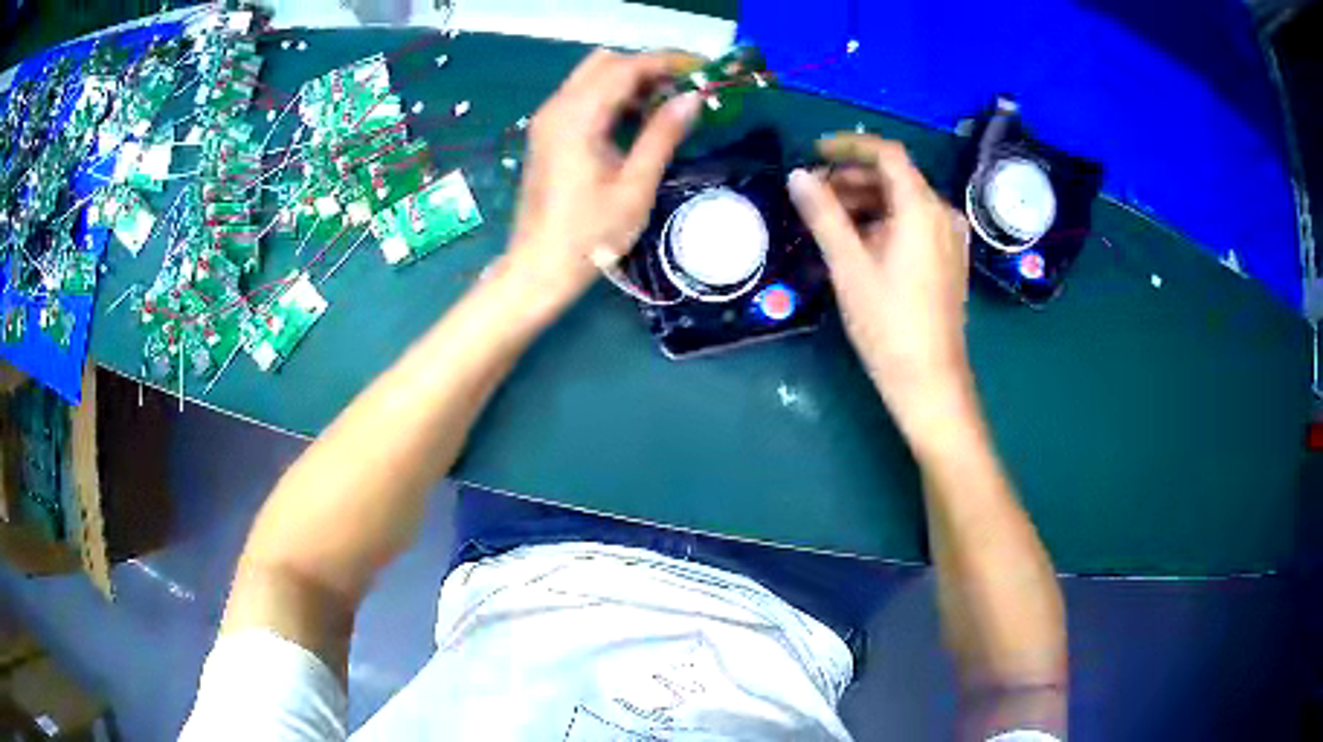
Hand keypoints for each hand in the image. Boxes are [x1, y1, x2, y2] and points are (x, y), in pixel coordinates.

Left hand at [501, 49, 702, 317]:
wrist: (538, 267)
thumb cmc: (589, 236)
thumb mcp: (635, 187)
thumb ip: (663, 135)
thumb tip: (693, 99)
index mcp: (577, 118)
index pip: (625, 67)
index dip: (666, 61)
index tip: (702, 68)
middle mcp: (557, 108)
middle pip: (606, 63)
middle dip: (648, 67)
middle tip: (684, 87)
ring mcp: (549, 119)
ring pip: (593, 77)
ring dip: (631, 80)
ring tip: (667, 104)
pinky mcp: (548, 133)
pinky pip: (583, 96)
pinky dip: (613, 96)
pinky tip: (637, 119)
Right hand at [788, 134, 973, 440]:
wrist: (930, 381)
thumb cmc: (889, 324)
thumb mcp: (849, 266)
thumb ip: (823, 215)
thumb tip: (797, 176)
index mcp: (921, 208)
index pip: (887, 153)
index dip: (849, 146)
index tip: (814, 153)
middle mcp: (941, 215)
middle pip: (895, 178)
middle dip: (852, 179)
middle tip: (813, 196)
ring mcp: (949, 239)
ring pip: (903, 203)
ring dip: (865, 202)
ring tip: (829, 223)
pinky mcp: (948, 260)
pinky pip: (913, 225)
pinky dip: (883, 223)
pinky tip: (858, 245)